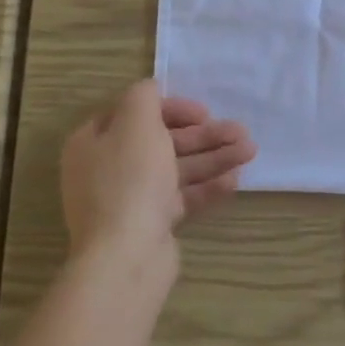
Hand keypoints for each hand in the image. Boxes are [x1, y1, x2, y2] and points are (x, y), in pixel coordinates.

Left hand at [60, 81, 255, 277]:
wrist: (125, 257)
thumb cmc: (130, 181)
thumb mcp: (136, 123)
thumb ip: (144, 97)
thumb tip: (150, 88)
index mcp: (94, 142)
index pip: (134, 114)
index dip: (172, 108)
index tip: (203, 112)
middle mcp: (108, 168)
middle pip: (162, 141)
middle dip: (203, 135)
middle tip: (240, 131)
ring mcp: (129, 199)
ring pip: (176, 169)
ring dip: (213, 157)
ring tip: (250, 151)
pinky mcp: (150, 224)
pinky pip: (181, 197)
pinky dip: (207, 186)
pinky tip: (235, 180)